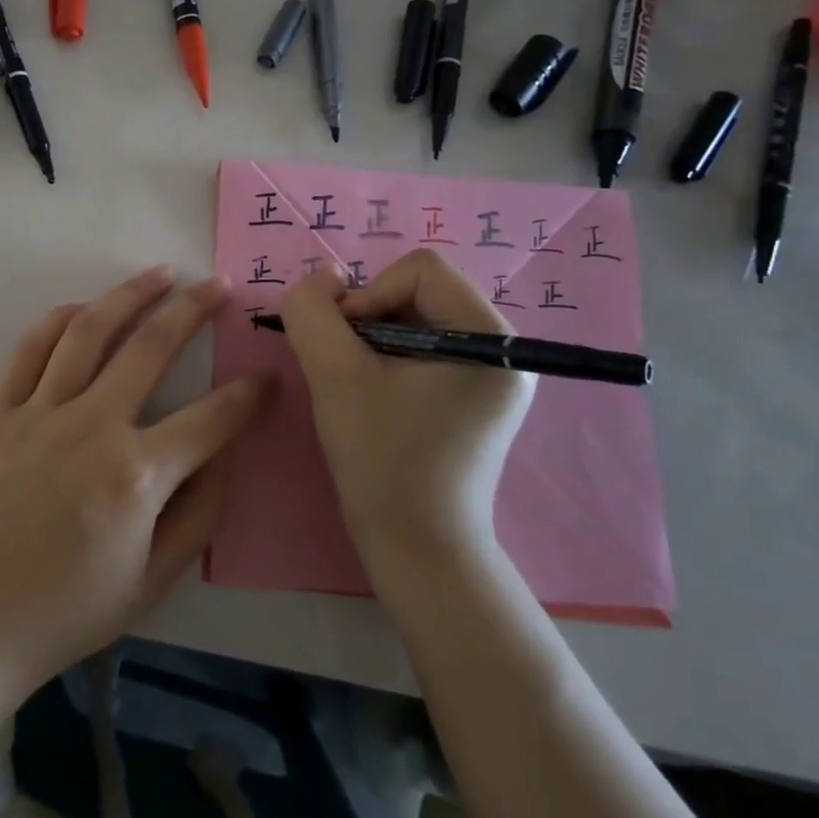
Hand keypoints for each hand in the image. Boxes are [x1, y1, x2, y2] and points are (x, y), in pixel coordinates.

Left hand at [0, 266, 275, 699]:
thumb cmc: (64, 613)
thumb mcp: (151, 584)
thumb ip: (199, 516)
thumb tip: (225, 457)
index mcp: (138, 474)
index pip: (212, 418)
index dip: (249, 395)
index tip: (268, 376)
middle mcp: (93, 426)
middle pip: (151, 347)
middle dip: (192, 310)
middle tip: (216, 284)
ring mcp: (41, 411)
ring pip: (91, 331)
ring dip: (129, 295)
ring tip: (159, 273)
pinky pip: (31, 348)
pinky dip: (60, 319)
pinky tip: (84, 308)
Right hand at [279, 251, 533, 572]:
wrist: (416, 547)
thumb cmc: (382, 458)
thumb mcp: (334, 373)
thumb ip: (313, 311)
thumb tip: (323, 278)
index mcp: (491, 338)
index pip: (420, 270)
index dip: (370, 296)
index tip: (347, 347)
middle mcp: (504, 348)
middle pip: (419, 290)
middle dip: (370, 318)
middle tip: (347, 366)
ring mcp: (493, 374)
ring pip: (415, 316)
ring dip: (373, 338)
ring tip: (359, 384)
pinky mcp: (475, 396)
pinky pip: (423, 346)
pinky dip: (387, 356)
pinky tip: (374, 395)